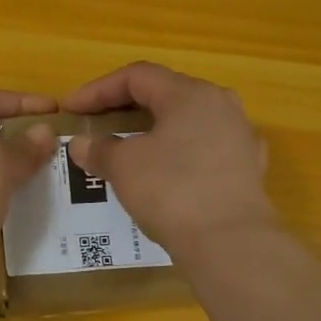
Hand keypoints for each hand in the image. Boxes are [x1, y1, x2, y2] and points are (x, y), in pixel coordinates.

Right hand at [63, 62, 275, 256]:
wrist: (231, 244)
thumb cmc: (172, 191)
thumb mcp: (124, 167)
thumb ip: (100, 149)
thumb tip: (82, 144)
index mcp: (190, 94)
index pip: (137, 76)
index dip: (98, 89)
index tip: (72, 109)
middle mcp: (221, 105)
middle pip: (165, 94)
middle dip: (126, 107)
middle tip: (97, 124)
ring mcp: (240, 137)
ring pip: (188, 122)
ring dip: (153, 131)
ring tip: (129, 148)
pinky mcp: (249, 169)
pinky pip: (205, 150)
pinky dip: (178, 155)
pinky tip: (165, 174)